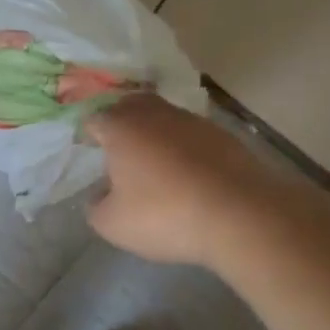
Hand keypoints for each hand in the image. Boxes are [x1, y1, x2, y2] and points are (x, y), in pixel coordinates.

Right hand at [84, 94, 260, 268]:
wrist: (242, 215)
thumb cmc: (165, 215)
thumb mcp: (113, 224)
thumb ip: (96, 207)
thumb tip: (101, 195)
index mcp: (121, 127)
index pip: (94, 119)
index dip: (87, 134)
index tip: (87, 152)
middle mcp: (155, 114)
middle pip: (130, 106)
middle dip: (120, 121)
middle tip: (117, 149)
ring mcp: (193, 122)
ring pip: (164, 117)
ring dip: (154, 133)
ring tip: (153, 163)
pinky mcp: (224, 137)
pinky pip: (191, 135)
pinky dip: (183, 148)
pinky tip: (186, 174)